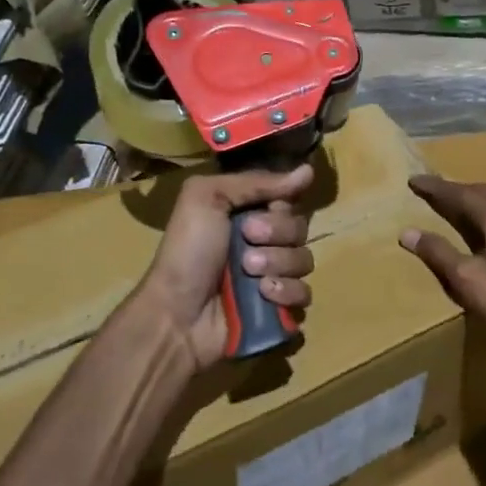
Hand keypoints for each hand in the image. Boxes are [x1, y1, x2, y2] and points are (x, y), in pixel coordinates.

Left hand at [133, 163, 315, 376]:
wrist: (177, 314)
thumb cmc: (187, 252)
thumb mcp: (205, 198)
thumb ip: (255, 182)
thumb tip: (308, 171)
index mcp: (247, 214)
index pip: (287, 200)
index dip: (280, 205)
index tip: (263, 211)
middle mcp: (264, 243)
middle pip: (300, 228)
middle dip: (276, 235)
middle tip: (247, 242)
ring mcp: (274, 277)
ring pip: (305, 260)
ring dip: (278, 264)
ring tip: (249, 274)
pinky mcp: (280, 309)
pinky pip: (305, 295)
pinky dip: (287, 293)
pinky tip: (263, 296)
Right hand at [399, 175, 485, 356]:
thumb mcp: (466, 280)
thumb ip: (437, 252)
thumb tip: (407, 232)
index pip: (460, 193)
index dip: (435, 187)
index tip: (415, 181)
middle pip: (484, 192)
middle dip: (458, 190)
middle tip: (437, 192)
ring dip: (482, 201)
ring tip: (466, 207)